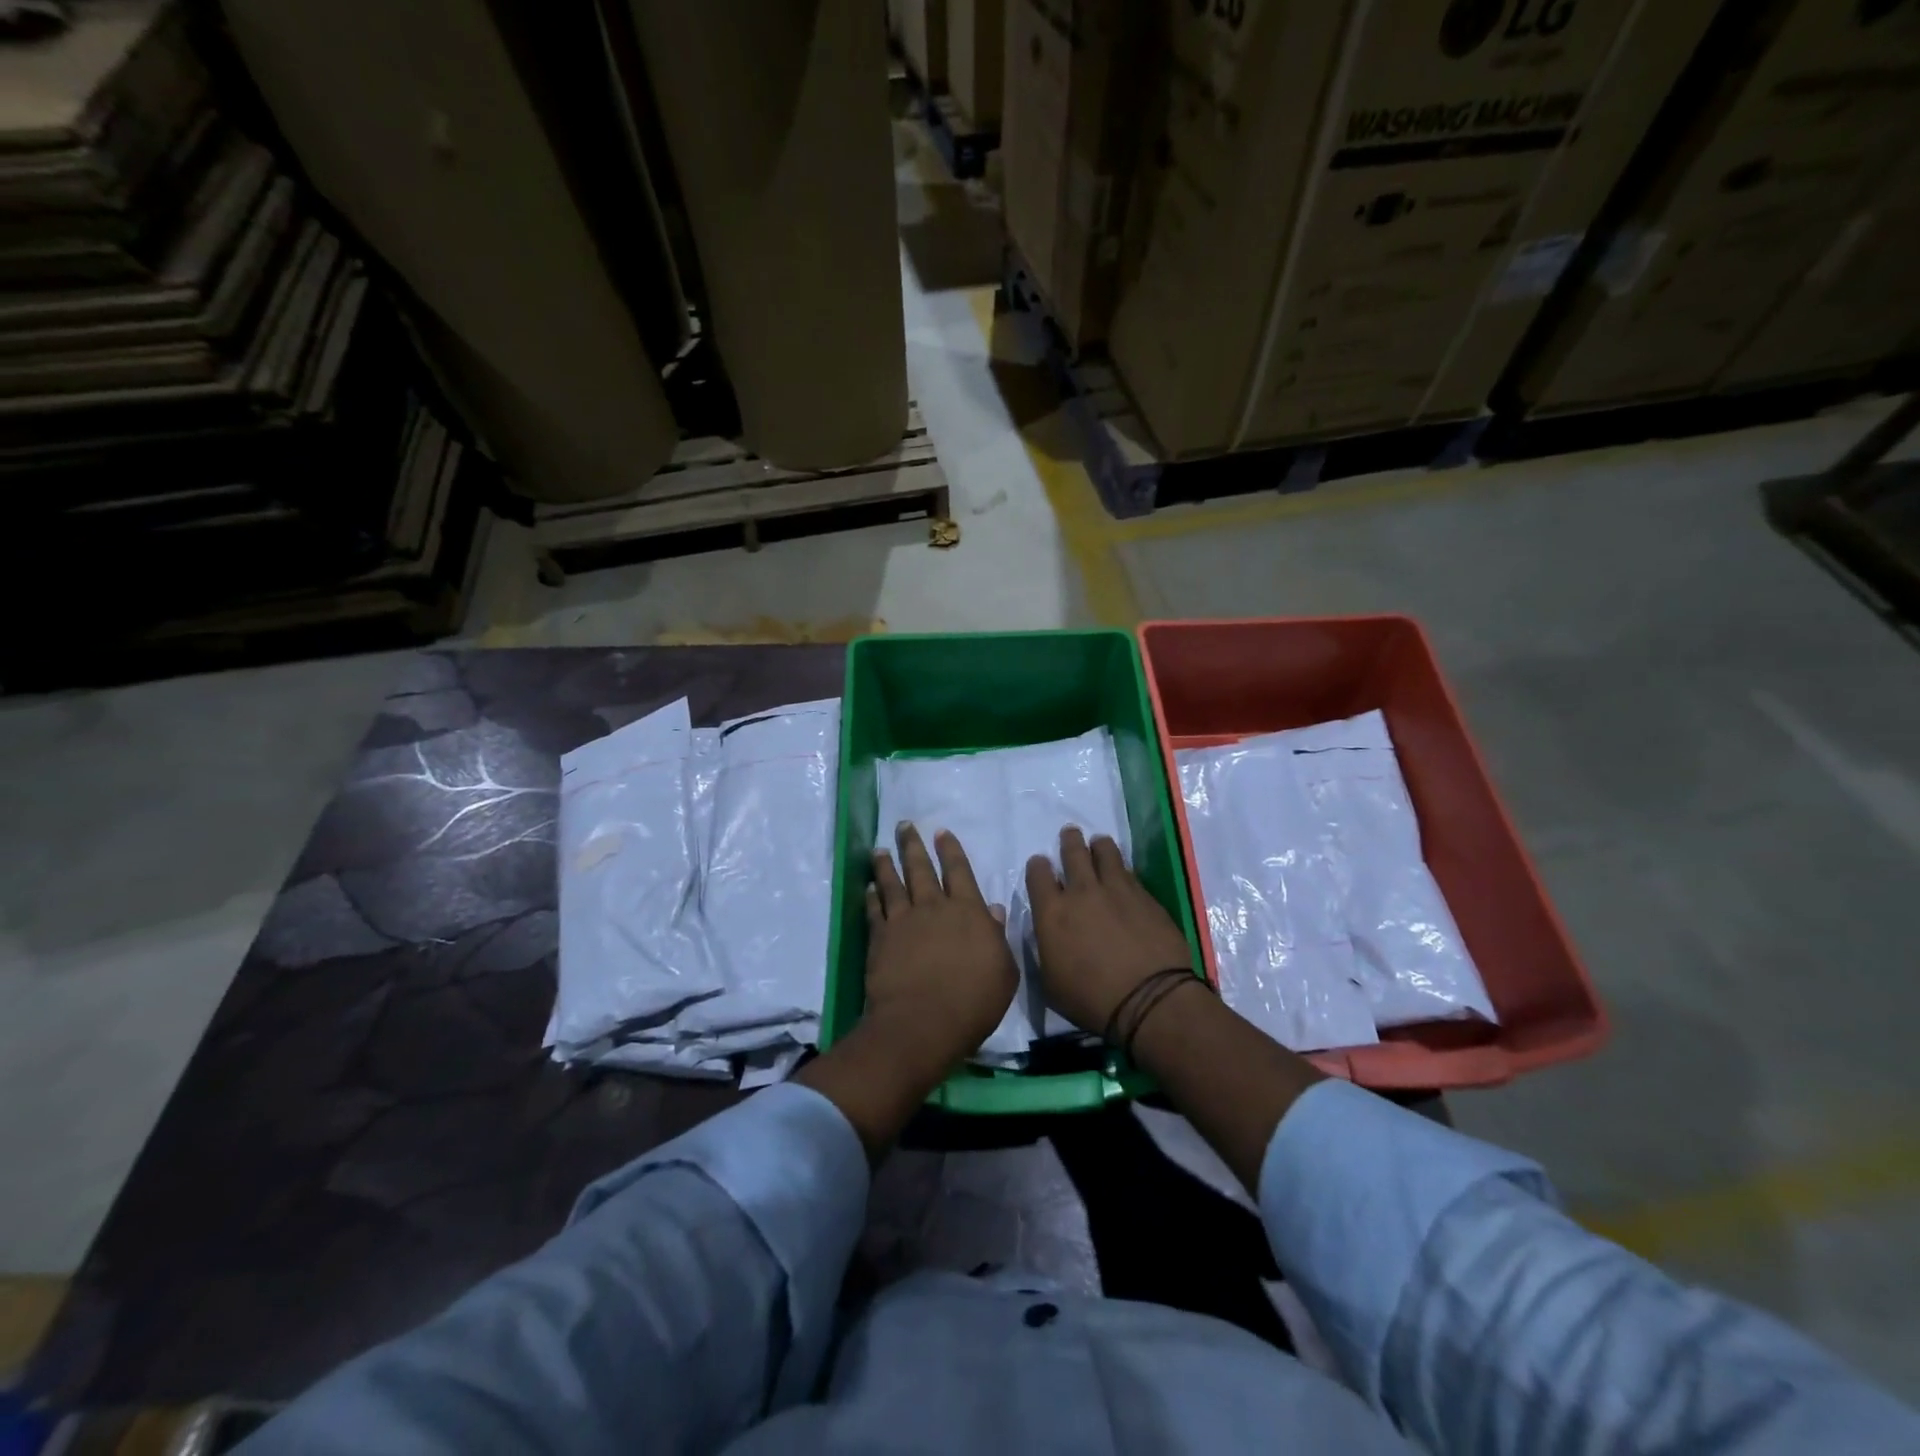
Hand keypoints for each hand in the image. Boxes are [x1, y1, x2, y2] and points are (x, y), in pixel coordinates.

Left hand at [863, 823, 1018, 1070]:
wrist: (923, 1022)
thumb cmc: (974, 1001)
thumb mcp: (1004, 972)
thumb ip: (998, 937)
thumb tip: (994, 910)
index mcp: (968, 911)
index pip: (959, 871)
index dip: (950, 850)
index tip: (941, 832)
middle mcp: (933, 907)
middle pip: (921, 869)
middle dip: (913, 845)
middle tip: (904, 826)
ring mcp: (903, 921)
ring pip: (893, 884)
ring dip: (887, 865)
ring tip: (880, 849)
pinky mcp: (880, 938)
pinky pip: (874, 910)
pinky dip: (871, 896)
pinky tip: (868, 887)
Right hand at [1025, 827, 1194, 1036]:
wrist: (1150, 1000)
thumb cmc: (1092, 999)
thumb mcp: (1050, 984)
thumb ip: (1044, 951)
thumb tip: (1046, 935)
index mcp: (1052, 913)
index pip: (1038, 874)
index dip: (1038, 866)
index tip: (1041, 865)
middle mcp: (1082, 892)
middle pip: (1073, 852)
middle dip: (1069, 841)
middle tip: (1070, 834)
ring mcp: (1117, 890)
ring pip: (1105, 852)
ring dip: (1098, 845)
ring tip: (1099, 843)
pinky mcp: (1145, 896)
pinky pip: (1130, 872)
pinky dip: (1123, 868)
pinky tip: (1124, 872)